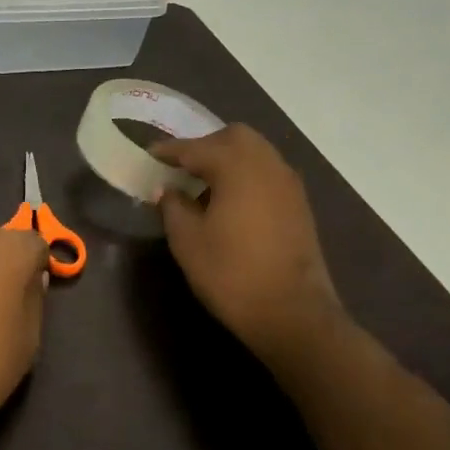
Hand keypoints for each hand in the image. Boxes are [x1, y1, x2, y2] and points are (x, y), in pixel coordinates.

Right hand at [151, 125, 342, 372]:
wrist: (291, 312)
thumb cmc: (231, 274)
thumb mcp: (187, 241)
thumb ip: (173, 207)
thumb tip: (168, 191)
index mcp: (236, 167)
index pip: (196, 148)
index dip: (169, 150)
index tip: (150, 153)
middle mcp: (267, 164)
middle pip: (234, 137)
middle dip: (205, 146)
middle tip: (181, 168)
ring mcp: (288, 184)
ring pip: (255, 153)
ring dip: (228, 160)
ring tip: (203, 185)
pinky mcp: (299, 205)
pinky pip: (267, 173)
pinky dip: (246, 176)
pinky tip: (230, 202)